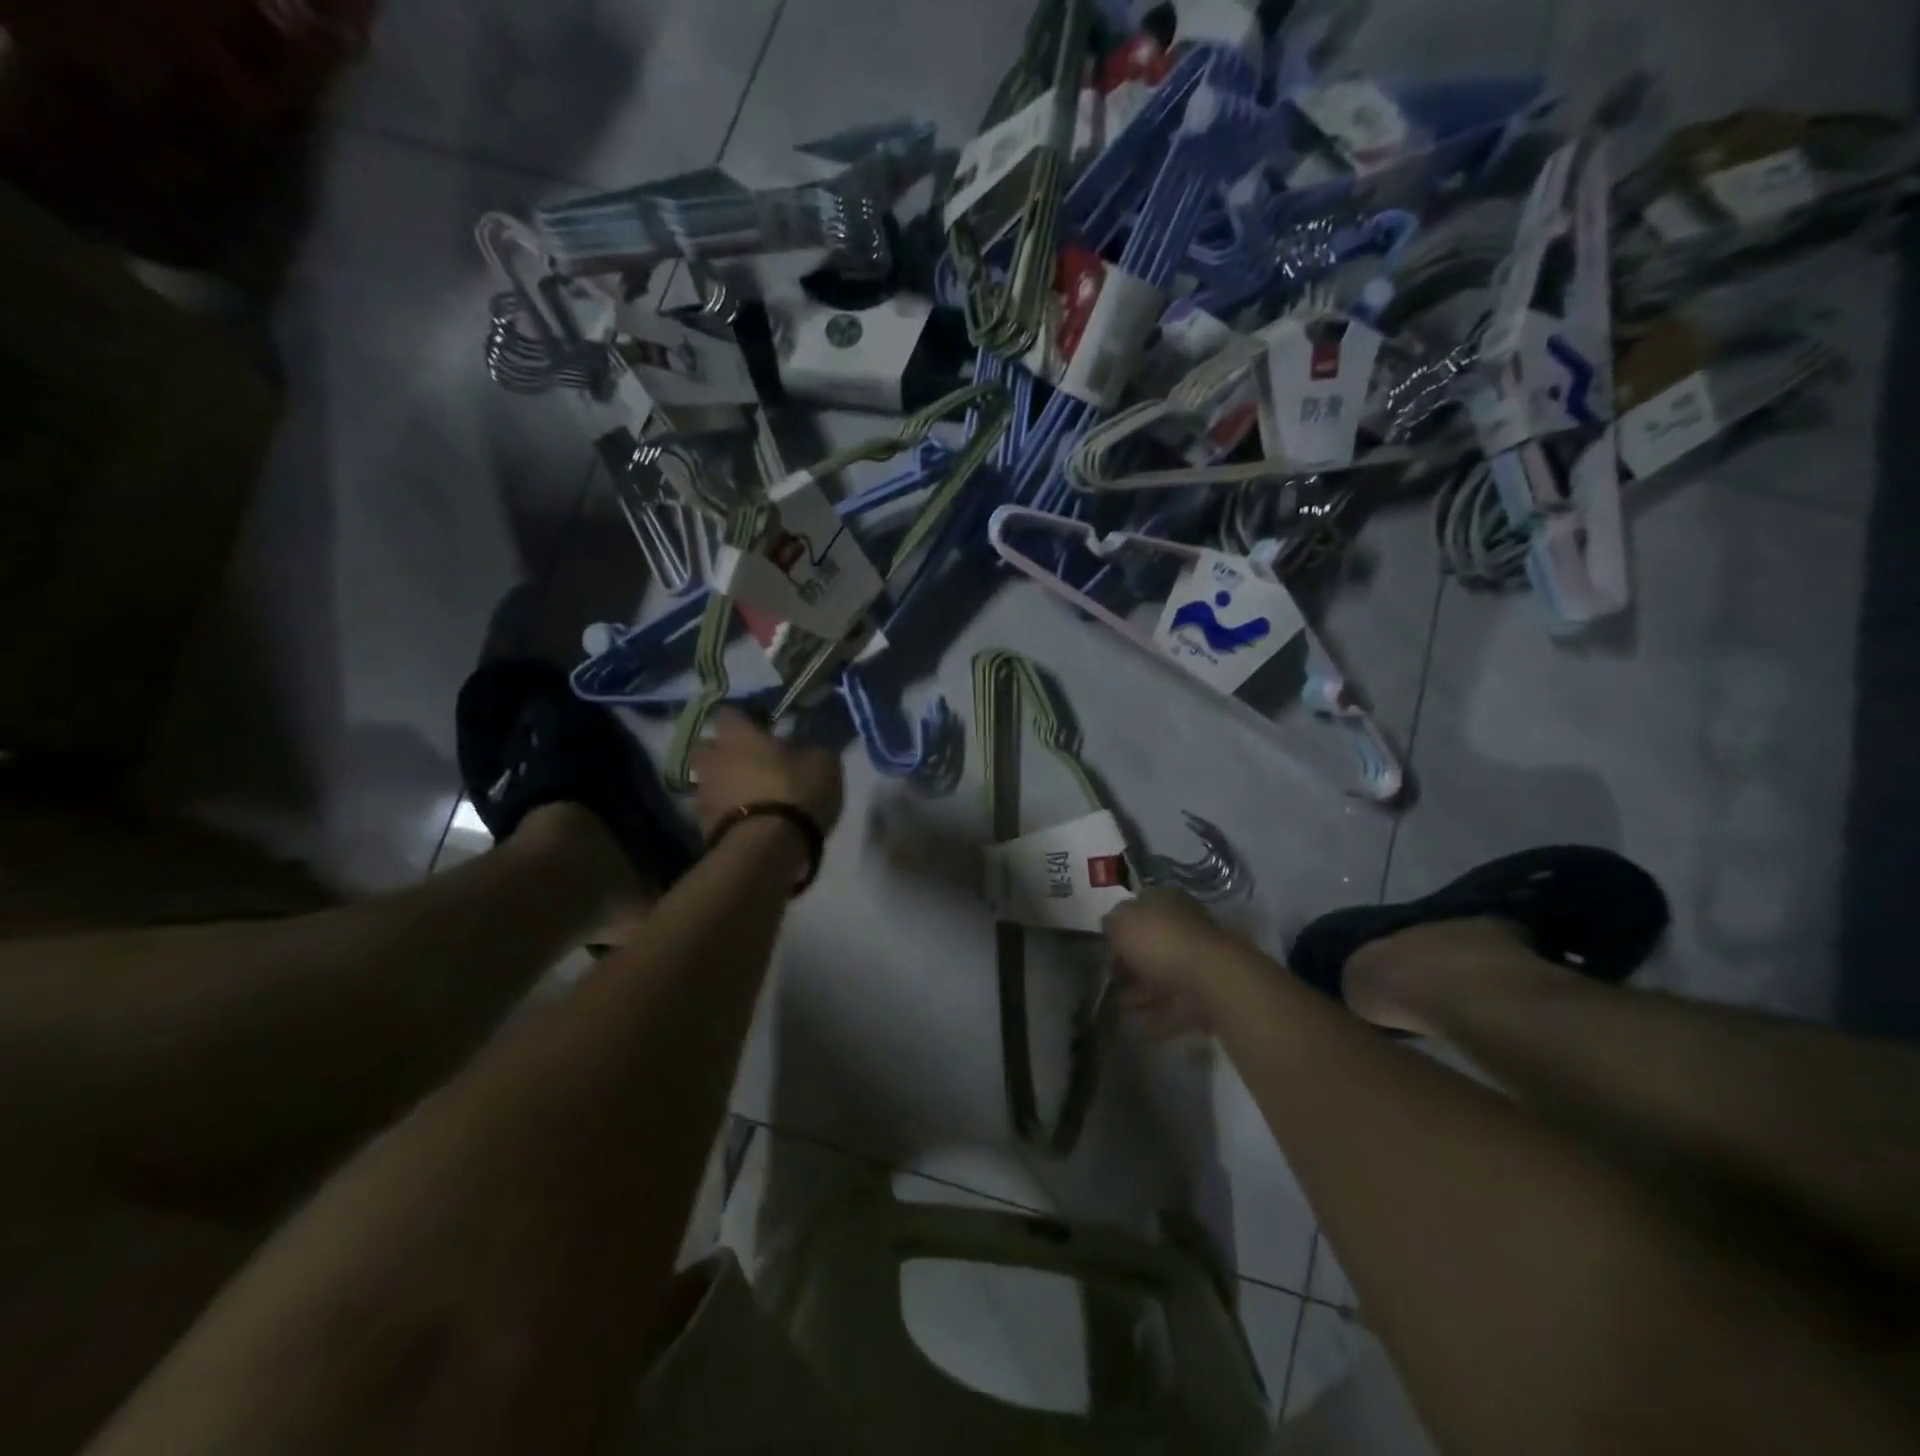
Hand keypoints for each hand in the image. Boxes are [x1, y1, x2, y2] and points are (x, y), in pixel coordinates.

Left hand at [689, 709, 843, 839]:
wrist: (766, 849)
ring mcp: (703, 794)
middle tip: (751, 761)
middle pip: (708, 747)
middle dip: (724, 752)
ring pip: (709, 780)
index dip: (745, 720)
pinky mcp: (703, 827)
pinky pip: (715, 811)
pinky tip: (751, 821)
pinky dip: (729, 813)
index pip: (729, 712)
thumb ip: (810, 749)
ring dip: (726, 785)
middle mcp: (713, 759)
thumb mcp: (823, 763)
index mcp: (738, 735)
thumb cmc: (795, 792)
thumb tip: (804, 749)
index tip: (764, 728)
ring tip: (753, 796)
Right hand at [1103, 888, 1237, 1037]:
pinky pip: (1173, 1005)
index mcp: (1166, 901)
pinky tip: (1135, 1025)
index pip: (1139, 909)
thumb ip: (1111, 923)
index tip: (1104, 948)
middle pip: (1151, 945)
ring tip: (1116, 1007)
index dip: (1119, 928)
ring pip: (1161, 976)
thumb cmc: (1160, 940)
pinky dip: (1155, 1015)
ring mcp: (1197, 961)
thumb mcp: (1121, 922)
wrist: (1210, 979)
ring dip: (1139, 992)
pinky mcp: (1204, 994)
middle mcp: (1184, 926)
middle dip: (1129, 964)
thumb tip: (1112, 928)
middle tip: (1108, 980)